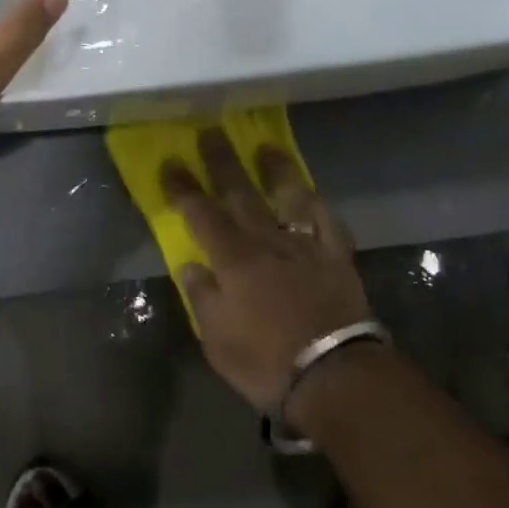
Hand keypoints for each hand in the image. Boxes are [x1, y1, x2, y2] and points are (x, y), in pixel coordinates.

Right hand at [162, 130, 374, 420]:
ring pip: (288, 197)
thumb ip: (203, 298)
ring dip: (276, 171)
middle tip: (212, 133)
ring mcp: (305, 245)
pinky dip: (318, 205)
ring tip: (266, 147)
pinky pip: (327, 222)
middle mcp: (267, 241)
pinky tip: (312, 194)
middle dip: (223, 162)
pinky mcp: (337, 256)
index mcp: (234, 260)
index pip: (201, 214)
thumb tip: (190, 265)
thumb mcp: (217, 341)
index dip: (184, 188)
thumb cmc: (267, 363)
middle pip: (241, 194)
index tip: (171, 162)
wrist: (334, 374)